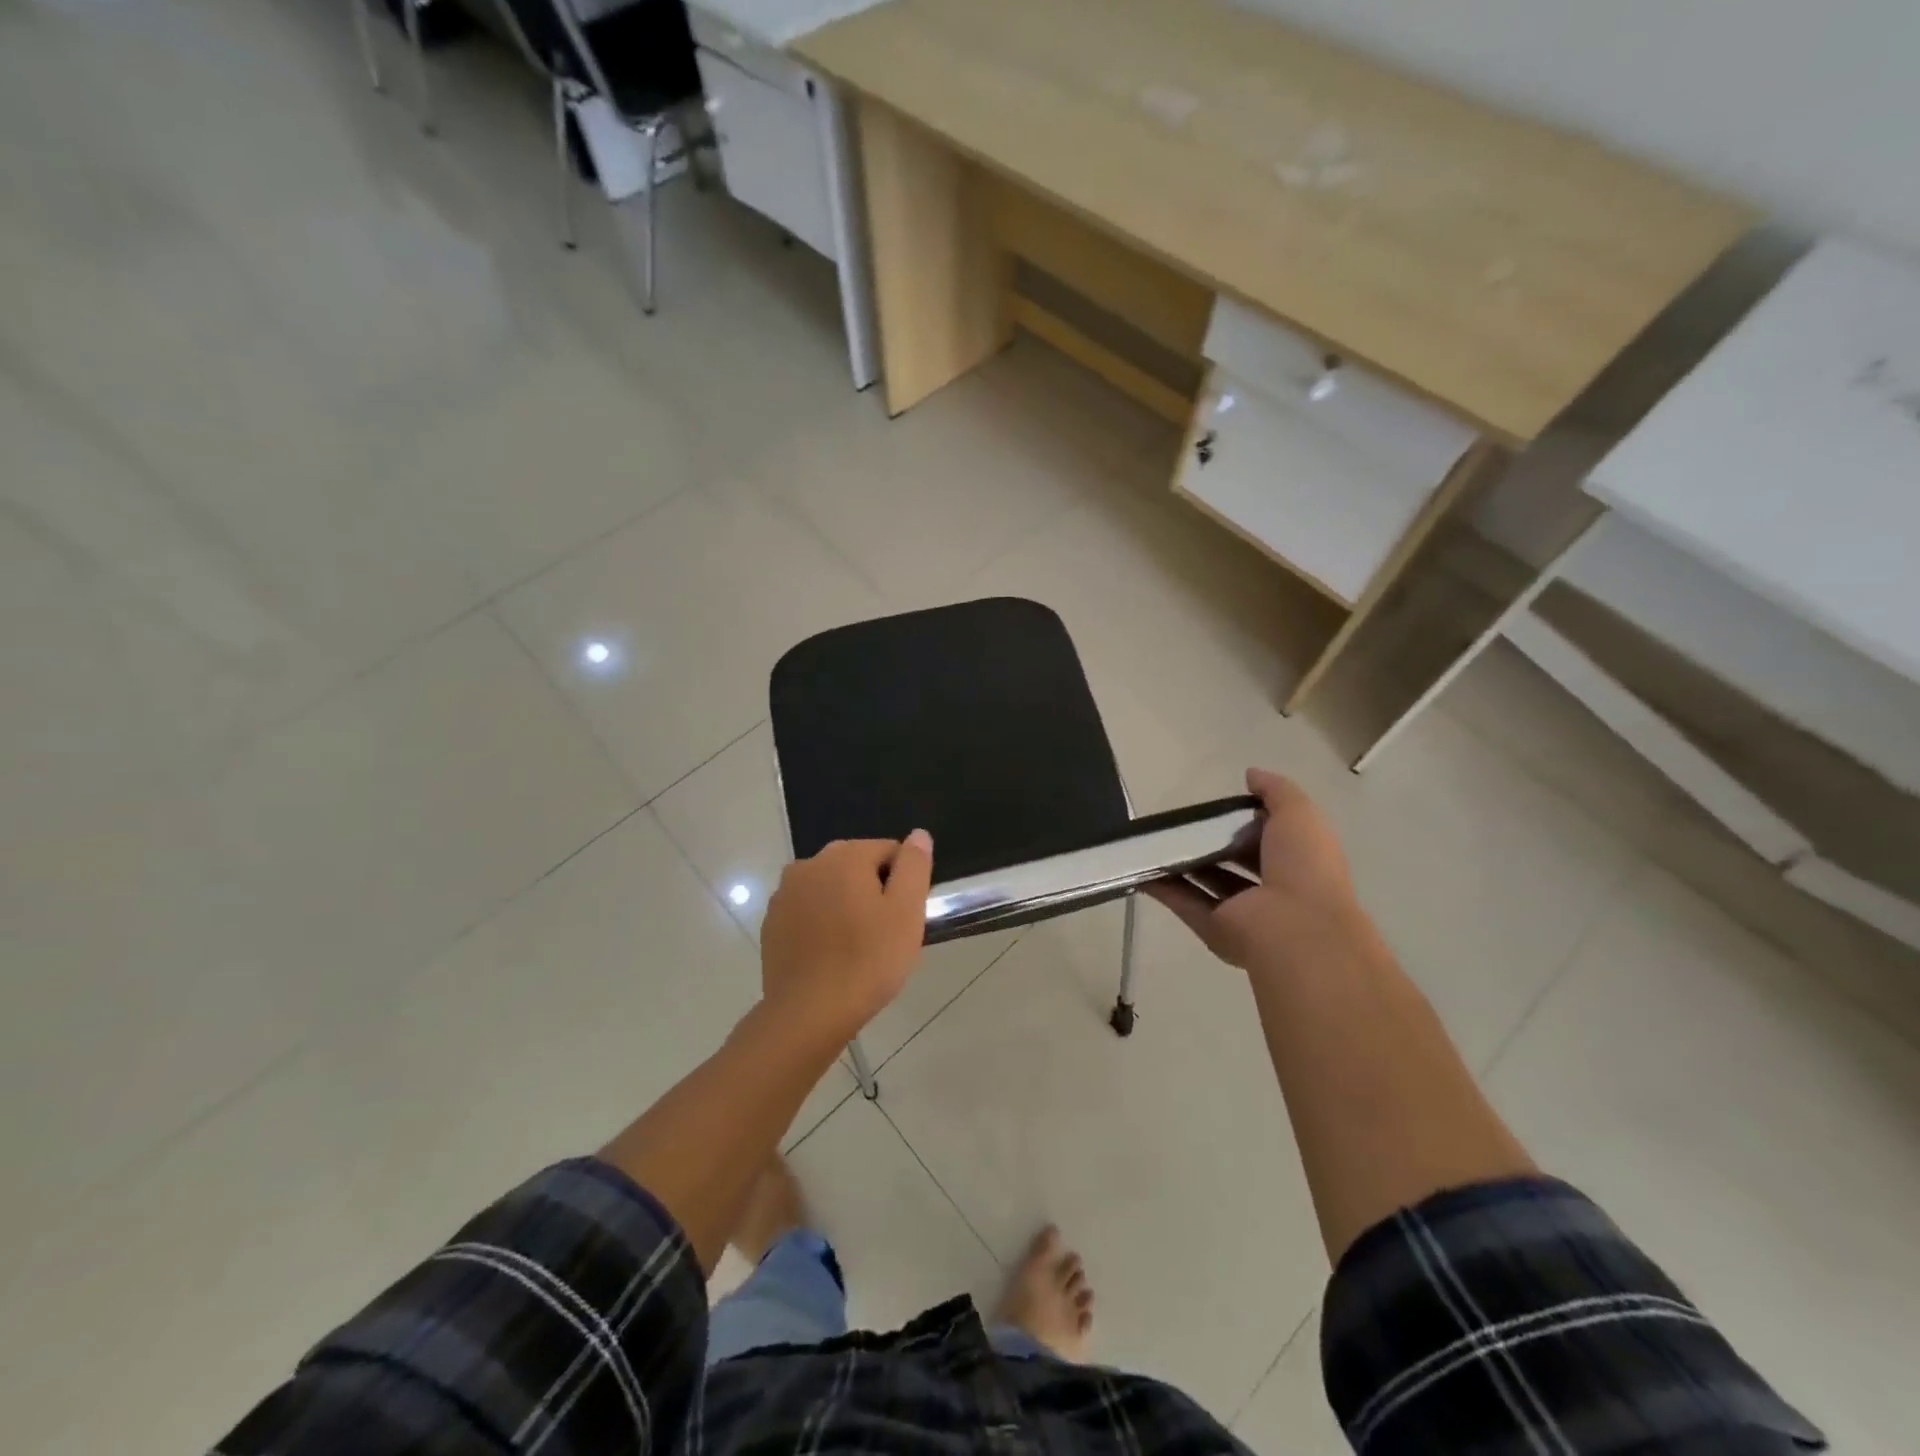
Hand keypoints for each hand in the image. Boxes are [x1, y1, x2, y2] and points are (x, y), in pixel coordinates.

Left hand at [760, 830, 934, 1038]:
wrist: (807, 1014)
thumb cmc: (867, 961)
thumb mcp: (906, 912)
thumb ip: (914, 866)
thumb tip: (918, 834)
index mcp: (844, 856)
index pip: (888, 851)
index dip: (903, 882)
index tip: (903, 917)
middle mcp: (809, 864)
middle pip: (856, 865)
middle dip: (873, 891)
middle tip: (884, 933)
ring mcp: (785, 893)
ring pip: (829, 888)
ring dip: (845, 905)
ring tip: (857, 946)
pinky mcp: (771, 922)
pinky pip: (807, 910)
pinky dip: (821, 923)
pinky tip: (830, 955)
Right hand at [1148, 769, 1357, 971]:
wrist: (1297, 929)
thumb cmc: (1304, 866)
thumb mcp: (1299, 814)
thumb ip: (1276, 791)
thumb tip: (1251, 774)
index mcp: (1296, 862)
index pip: (1267, 838)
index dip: (1245, 821)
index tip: (1219, 806)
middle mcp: (1269, 889)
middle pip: (1232, 862)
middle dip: (1209, 843)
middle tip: (1179, 822)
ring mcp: (1240, 912)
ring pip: (1205, 883)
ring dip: (1181, 864)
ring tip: (1152, 839)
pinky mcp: (1213, 928)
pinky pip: (1183, 903)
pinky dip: (1162, 887)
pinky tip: (1140, 866)